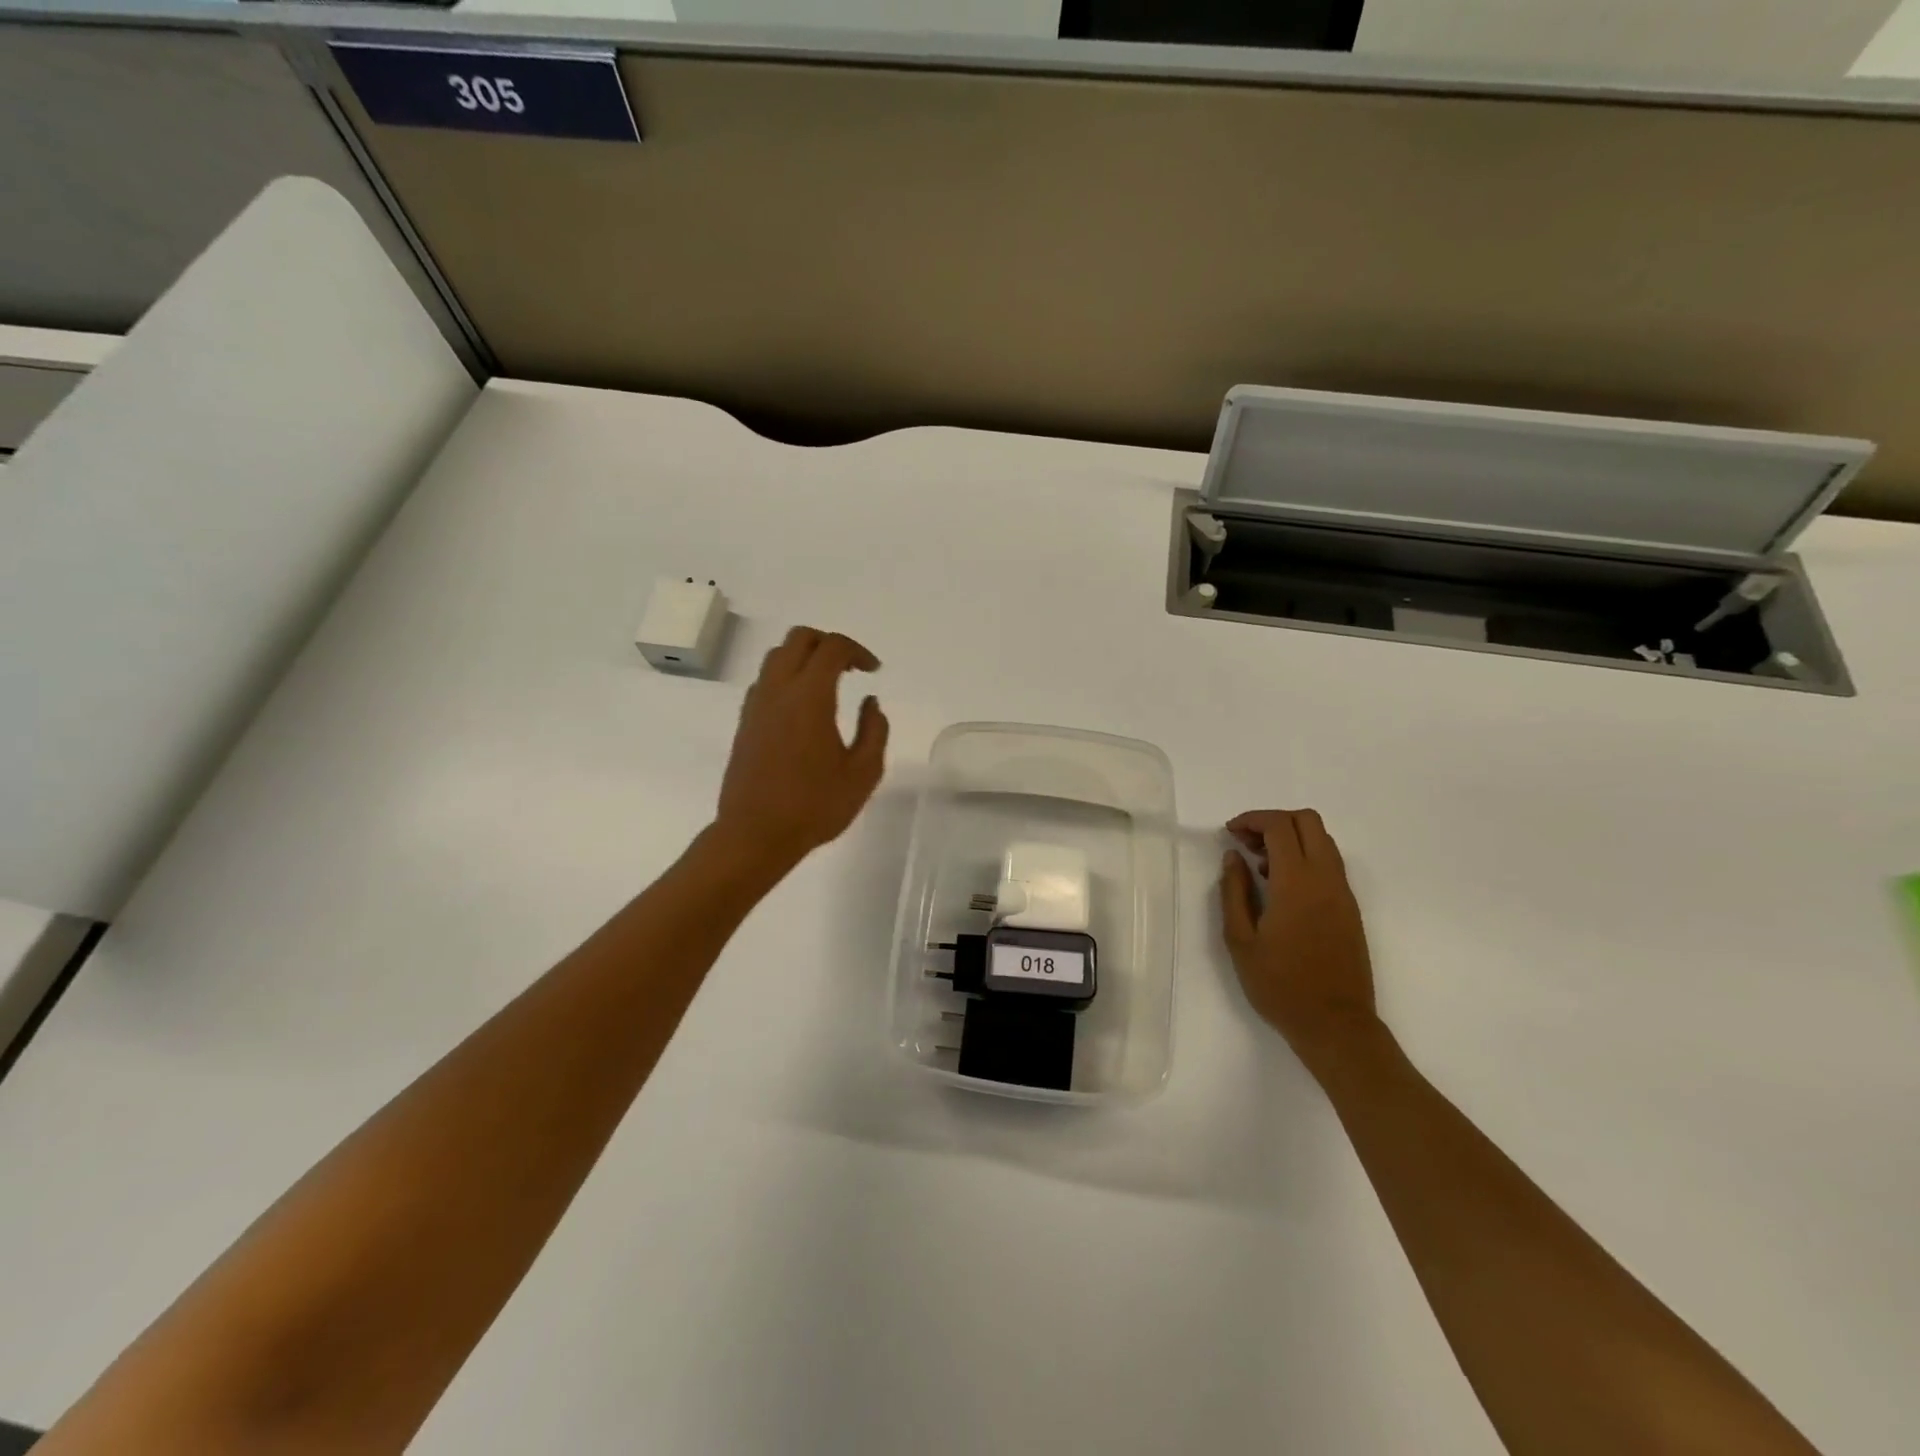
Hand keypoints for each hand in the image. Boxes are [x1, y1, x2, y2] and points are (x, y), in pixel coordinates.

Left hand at [713, 627, 889, 874]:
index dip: (858, 651)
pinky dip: (787, 677)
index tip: (874, 671)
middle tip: (851, 668)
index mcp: (810, 697)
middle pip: (799, 638)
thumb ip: (874, 731)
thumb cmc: (815, 806)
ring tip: (828, 684)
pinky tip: (803, 708)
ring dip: (805, 657)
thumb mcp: (863, 773)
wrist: (755, 834)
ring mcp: (756, 705)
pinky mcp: (744, 722)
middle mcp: (778, 690)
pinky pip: (766, 681)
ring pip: (777, 656)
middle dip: (829, 643)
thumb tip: (870, 702)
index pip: (832, 648)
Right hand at [1219, 809, 1380, 1075]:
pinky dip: (1304, 857)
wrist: (1335, 1025)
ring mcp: (1343, 893)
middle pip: (1308, 821)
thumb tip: (1233, 857)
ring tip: (1259, 865)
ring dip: (1290, 838)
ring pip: (1322, 840)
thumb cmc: (1280, 985)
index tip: (1230, 833)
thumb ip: (1234, 891)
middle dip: (1274, 821)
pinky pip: (1329, 863)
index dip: (1252, 819)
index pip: (1280, 826)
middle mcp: (1326, 879)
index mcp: (1297, 883)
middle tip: (1246, 843)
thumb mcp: (1240, 940)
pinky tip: (1280, 887)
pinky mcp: (1350, 908)